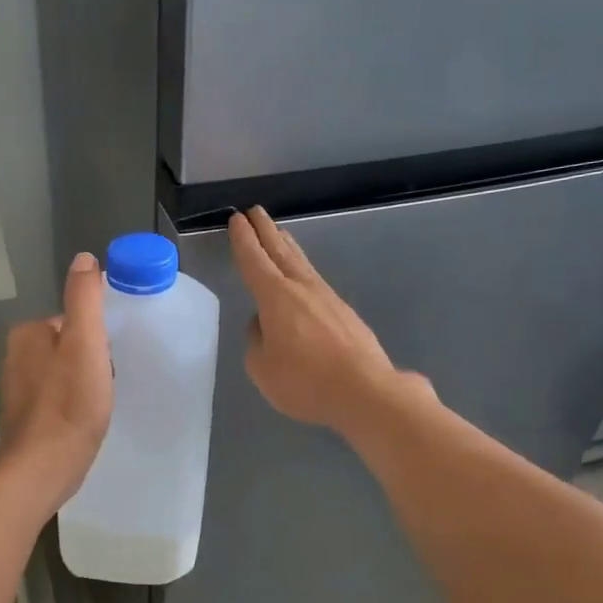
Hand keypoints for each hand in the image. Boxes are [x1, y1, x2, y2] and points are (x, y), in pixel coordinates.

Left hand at [0, 251, 114, 508]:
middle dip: (92, 361)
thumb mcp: (85, 342)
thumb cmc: (69, 404)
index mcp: (28, 333)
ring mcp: (19, 388)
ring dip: (85, 384)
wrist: (43, 469)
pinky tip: (84, 420)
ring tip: (97, 405)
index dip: (98, 339)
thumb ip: (85, 298)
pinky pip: (59, 397)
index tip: (108, 361)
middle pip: (71, 345)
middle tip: (104, 385)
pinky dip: (74, 404)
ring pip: (66, 372)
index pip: (74, 320)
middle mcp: (17, 356)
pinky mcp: (26, 417)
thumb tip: (84, 259)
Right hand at [229, 206, 418, 431]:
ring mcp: (328, 298)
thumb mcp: (262, 368)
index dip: (243, 240)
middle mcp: (302, 289)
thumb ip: (257, 341)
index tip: (236, 220)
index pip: (254, 261)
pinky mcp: (345, 314)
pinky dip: (303, 270)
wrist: (365, 391)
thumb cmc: (305, 380)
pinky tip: (303, 278)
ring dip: (287, 247)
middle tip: (255, 211)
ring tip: (279, 234)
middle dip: (265, 231)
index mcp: (276, 297)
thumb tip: (263, 325)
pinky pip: (316, 282)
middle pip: (280, 252)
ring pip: (301, 264)